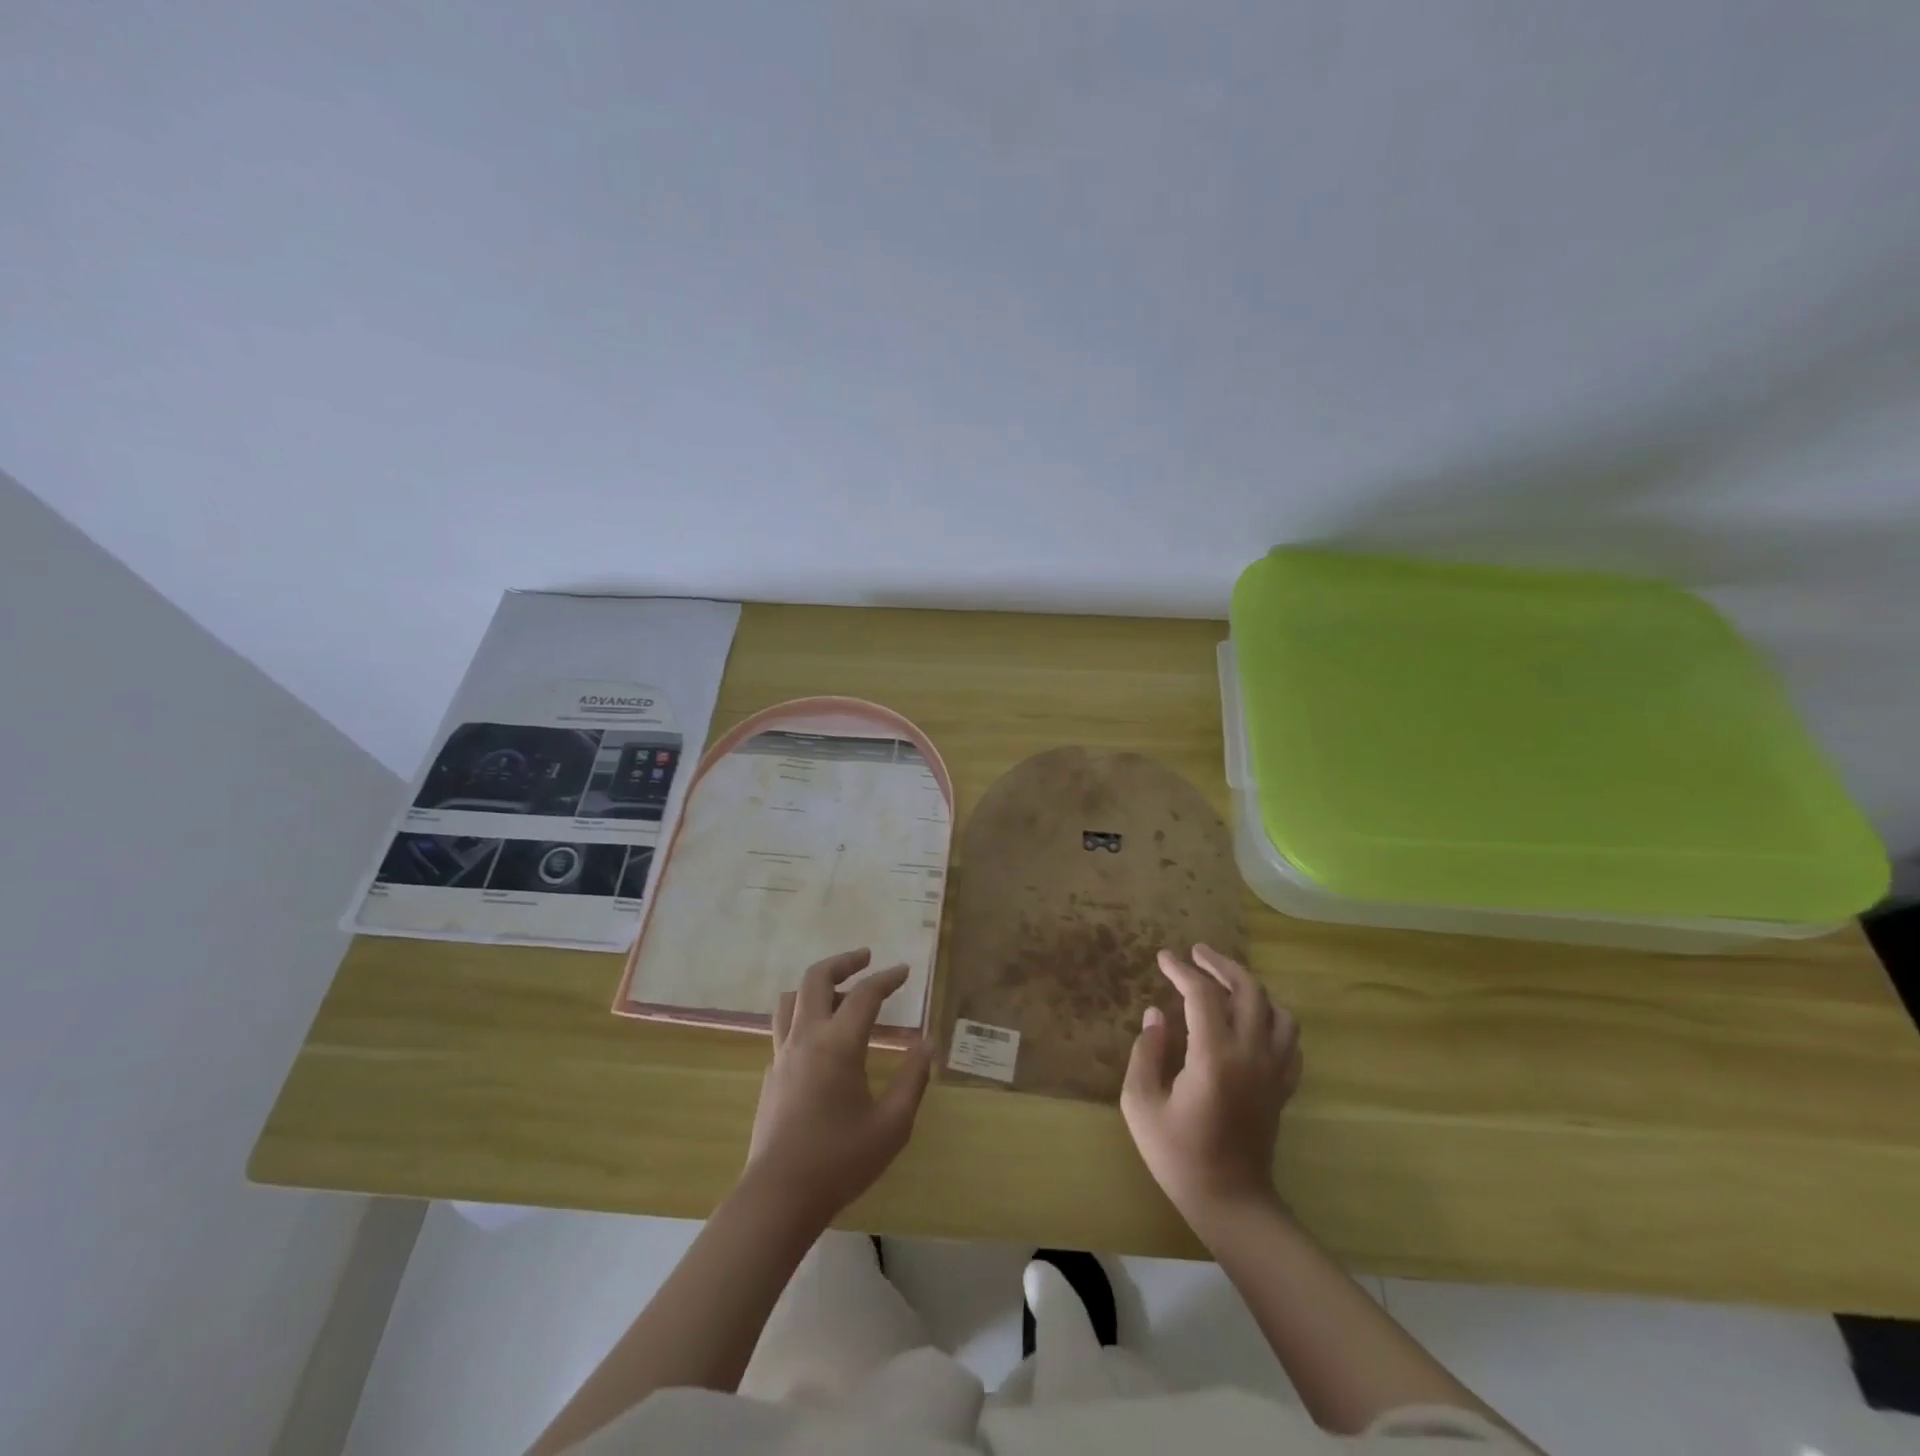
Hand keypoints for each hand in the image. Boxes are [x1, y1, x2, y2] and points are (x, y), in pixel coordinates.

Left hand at [743, 949, 934, 1223]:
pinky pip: (784, 1026)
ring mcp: (782, 1054)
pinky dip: (803, 1015)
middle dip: (843, 962)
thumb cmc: (840, 1161)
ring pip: (791, 998)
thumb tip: (927, 1044)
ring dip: (817, 985)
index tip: (904, 971)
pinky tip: (821, 1039)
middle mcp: (806, 1037)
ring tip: (840, 993)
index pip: (865, 994)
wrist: (778, 1197)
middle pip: (816, 978)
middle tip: (865, 958)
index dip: (887, 978)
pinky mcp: (770, 1073)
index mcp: (839, 1044)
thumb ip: (912, 1079)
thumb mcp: (892, 1125)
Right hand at [1121, 944, 1301, 1230]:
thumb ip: (1145, 1053)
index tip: (1163, 958)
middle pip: (1248, 990)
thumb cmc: (1179, 1156)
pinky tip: (1254, 1021)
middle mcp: (1251, 1054)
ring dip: (1252, 988)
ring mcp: (1273, 1071)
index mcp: (1214, 1056)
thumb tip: (1156, 1015)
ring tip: (1227, 983)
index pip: (1202, 995)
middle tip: (1197, 954)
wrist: (1231, 1203)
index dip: (1182, 970)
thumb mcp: (1141, 1105)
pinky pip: (1290, 1040)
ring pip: (1277, 1011)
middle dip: (1221, 964)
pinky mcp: (1283, 1087)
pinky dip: (1273, 1019)